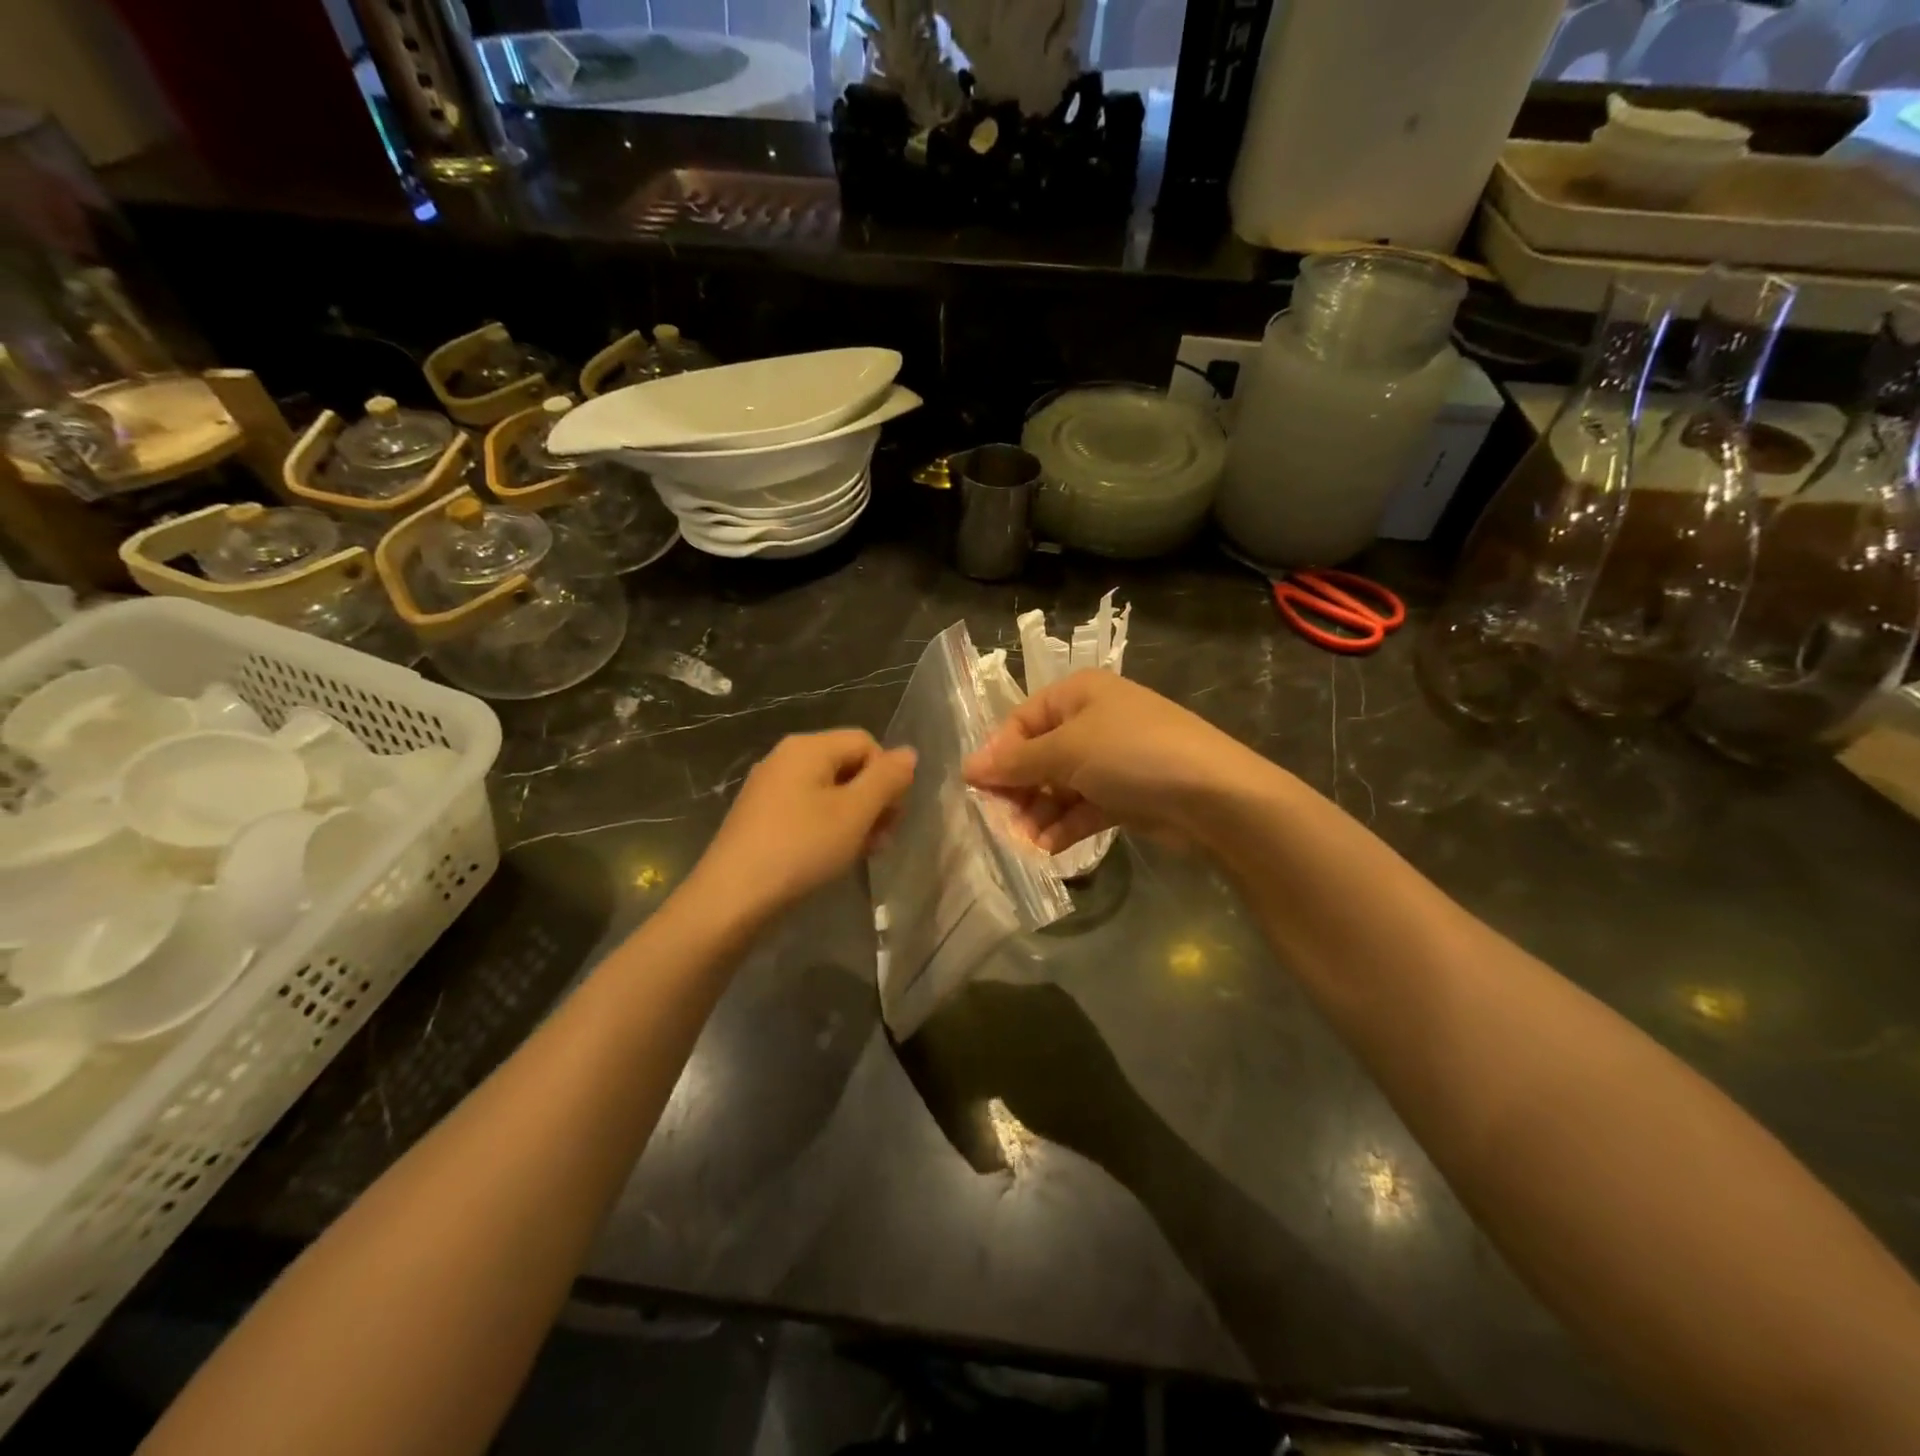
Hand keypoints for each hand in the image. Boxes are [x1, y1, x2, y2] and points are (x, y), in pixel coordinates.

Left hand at [692, 729, 915, 921]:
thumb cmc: (801, 848)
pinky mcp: (761, 817)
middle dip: (873, 800)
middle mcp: (785, 758)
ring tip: (861, 853)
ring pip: (830, 792)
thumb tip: (908, 753)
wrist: (732, 899)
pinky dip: (828, 828)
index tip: (892, 817)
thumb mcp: (855, 812)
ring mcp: (770, 788)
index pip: (866, 743)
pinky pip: (807, 810)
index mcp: (808, 747)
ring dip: (855, 818)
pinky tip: (832, 857)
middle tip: (881, 839)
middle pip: (848, 765)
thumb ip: (886, 778)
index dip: (888, 775)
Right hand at [963, 672, 1264, 852]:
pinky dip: (1065, 826)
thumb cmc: (1132, 755)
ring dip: (1039, 813)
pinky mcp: (1126, 795)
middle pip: (1039, 756)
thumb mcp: (1067, 752)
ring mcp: (1112, 759)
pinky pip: (1083, 808)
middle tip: (1003, 822)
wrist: (1213, 796)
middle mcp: (1093, 721)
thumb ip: (1016, 762)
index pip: (1022, 721)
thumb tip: (968, 767)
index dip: (999, 754)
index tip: (979, 789)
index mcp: (1079, 694)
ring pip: (1059, 786)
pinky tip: (1049, 847)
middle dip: (1019, 790)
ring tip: (1027, 842)